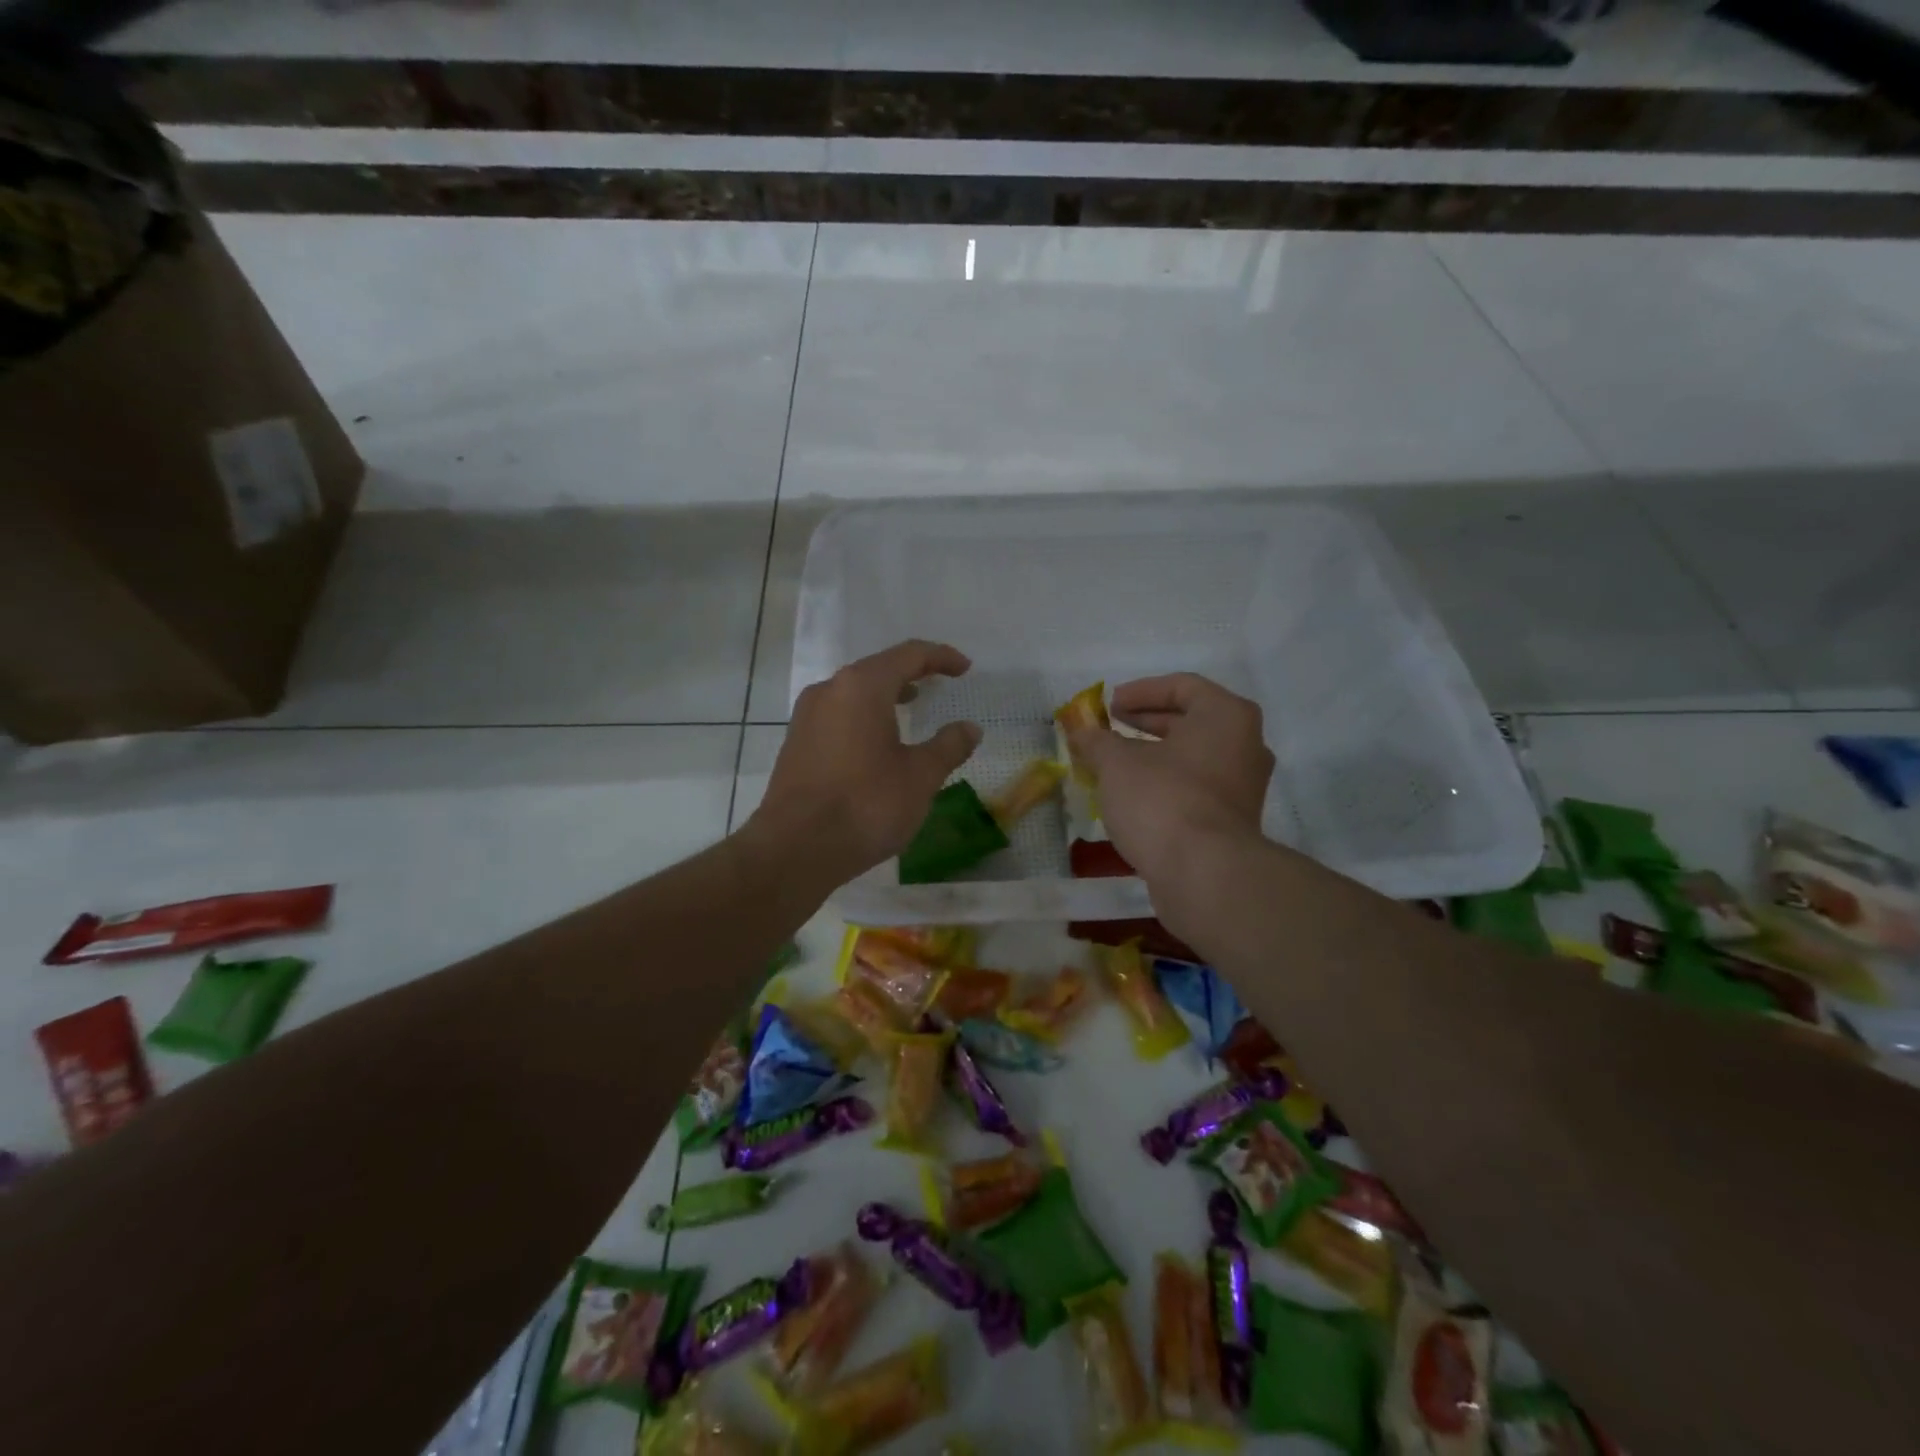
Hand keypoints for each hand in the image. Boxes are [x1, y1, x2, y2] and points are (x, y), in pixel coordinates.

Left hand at [748, 640, 981, 886]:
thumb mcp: (920, 776)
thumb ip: (948, 746)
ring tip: (911, 706)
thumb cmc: (866, 805)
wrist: (795, 848)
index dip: (941, 657)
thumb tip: (970, 728)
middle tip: (940, 682)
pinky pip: (838, 715)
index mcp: (862, 686)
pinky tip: (877, 741)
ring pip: (854, 692)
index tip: (965, 668)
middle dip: (912, 672)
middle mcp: (830, 690)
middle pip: (878, 668)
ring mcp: (807, 716)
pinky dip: (864, 716)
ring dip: (885, 694)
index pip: (909, 655)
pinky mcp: (796, 743)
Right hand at [1066, 673, 1273, 891]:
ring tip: (1113, 764)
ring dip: (1152, 756)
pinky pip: (1196, 787)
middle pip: (1190, 721)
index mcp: (1225, 716)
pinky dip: (1165, 783)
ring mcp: (1243, 785)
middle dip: (1145, 723)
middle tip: (1110, 729)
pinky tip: (1133, 797)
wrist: (1204, 874)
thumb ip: (1097, 741)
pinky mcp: (1234, 820)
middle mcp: (1245, 744)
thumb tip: (1081, 731)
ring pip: (1192, 757)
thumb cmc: (1162, 800)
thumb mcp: (1117, 764)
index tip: (1110, 706)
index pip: (1182, 686)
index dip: (1141, 691)